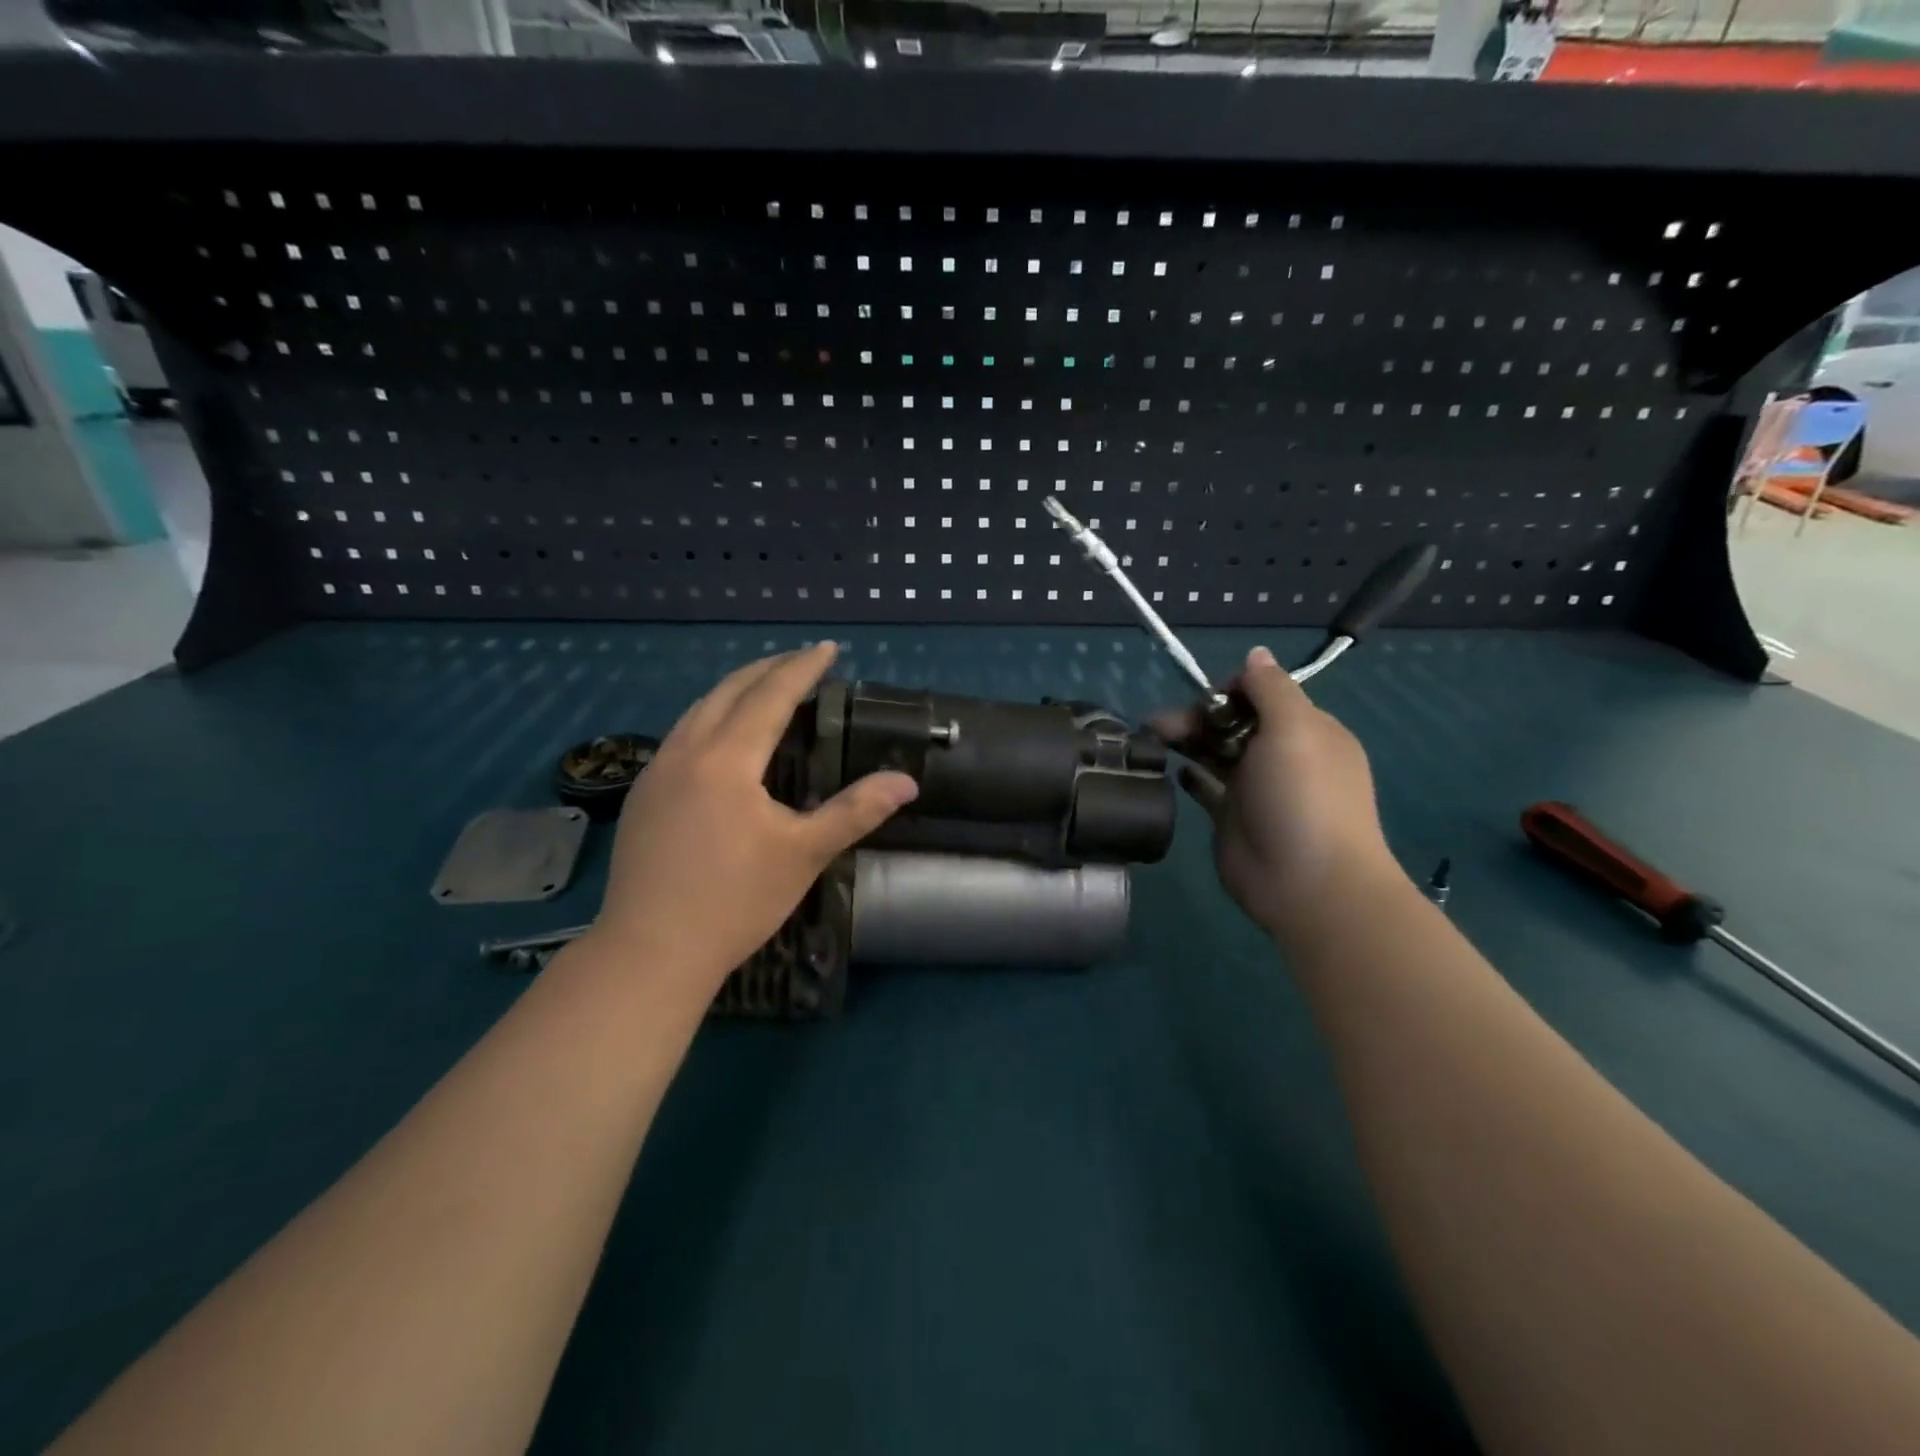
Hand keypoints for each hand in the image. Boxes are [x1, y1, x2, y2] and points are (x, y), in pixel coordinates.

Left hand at [591, 642, 917, 995]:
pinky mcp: (641, 795)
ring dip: (735, 690)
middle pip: (728, 691)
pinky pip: (680, 734)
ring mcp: (656, 771)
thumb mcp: (804, 854)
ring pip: (698, 710)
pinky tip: (721, 737)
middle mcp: (686, 751)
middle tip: (801, 660)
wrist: (651, 950)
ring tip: (765, 687)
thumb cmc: (736, 901)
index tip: (828, 649)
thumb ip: (856, 811)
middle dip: (768, 668)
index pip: (770, 695)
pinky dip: (710, 717)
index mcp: (727, 759)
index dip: (801, 668)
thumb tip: (907, 782)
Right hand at [1152, 646, 1401, 944]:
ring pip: (1215, 751)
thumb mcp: (1295, 728)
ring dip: (1187, 740)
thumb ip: (1271, 688)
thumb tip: (1256, 654)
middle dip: (1197, 716)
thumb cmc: (1303, 797)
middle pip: (1232, 721)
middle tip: (1160, 726)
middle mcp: (1281, 754)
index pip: (1262, 693)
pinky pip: (1205, 787)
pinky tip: (1172, 770)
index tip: (1203, 701)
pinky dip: (1189, 774)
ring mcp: (1255, 788)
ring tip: (1152, 739)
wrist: (1306, 883)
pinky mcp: (1231, 817)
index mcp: (1306, 729)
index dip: (1228, 690)